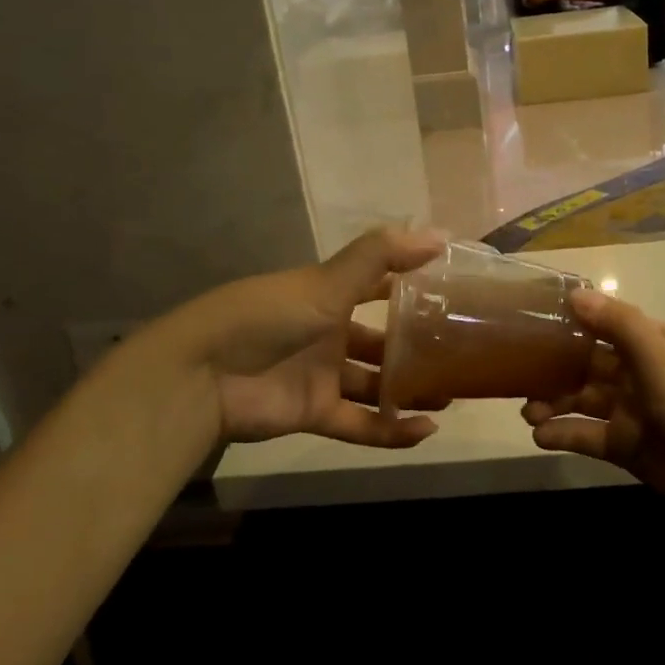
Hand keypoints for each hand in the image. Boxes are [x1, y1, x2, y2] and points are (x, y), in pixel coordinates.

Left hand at [179, 226, 448, 447]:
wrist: (203, 376)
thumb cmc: (268, 317)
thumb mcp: (326, 281)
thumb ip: (381, 257)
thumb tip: (441, 235)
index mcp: (328, 295)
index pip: (378, 285)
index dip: (412, 284)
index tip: (454, 290)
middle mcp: (328, 333)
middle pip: (381, 341)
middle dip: (417, 347)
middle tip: (462, 353)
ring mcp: (322, 376)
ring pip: (376, 384)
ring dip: (411, 391)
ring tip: (455, 393)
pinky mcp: (315, 414)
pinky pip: (361, 424)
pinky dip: (392, 430)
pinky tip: (426, 429)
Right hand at [521, 290, 664, 554]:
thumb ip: (620, 327)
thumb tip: (575, 293)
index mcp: (657, 344)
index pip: (605, 324)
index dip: (569, 324)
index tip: (526, 324)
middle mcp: (642, 374)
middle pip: (588, 364)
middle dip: (553, 369)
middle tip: (516, 378)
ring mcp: (635, 413)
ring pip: (584, 400)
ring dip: (554, 403)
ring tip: (527, 413)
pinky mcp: (630, 449)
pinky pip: (590, 436)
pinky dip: (565, 435)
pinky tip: (541, 437)